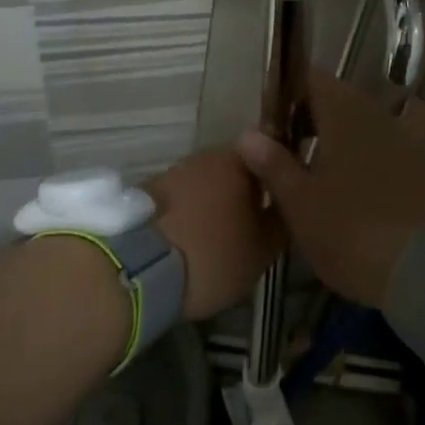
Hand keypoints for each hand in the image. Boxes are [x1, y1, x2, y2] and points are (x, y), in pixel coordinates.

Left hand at [145, 146, 284, 318]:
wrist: (135, 270)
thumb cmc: (212, 255)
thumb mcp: (262, 250)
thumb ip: (281, 222)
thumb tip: (289, 204)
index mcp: (240, 159)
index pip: (271, 155)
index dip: (280, 177)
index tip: (285, 201)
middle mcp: (206, 155)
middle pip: (236, 169)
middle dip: (246, 192)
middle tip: (255, 224)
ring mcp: (174, 171)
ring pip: (207, 184)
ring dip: (216, 203)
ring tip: (221, 237)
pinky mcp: (147, 192)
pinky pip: (181, 200)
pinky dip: (190, 214)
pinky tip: (192, 240)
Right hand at [237, 72, 424, 306]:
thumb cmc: (353, 229)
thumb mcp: (302, 204)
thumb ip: (274, 165)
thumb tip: (249, 133)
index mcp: (343, 111)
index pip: (310, 78)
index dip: (286, 93)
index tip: (269, 120)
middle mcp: (377, 113)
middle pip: (338, 101)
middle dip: (311, 119)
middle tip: (286, 152)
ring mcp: (407, 137)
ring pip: (363, 127)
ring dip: (339, 142)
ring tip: (317, 176)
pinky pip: (386, 150)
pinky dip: (366, 161)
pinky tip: (356, 193)